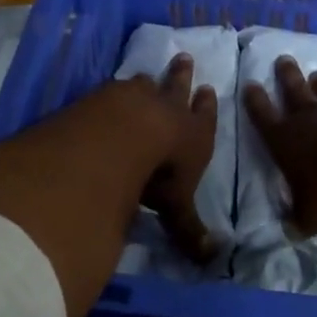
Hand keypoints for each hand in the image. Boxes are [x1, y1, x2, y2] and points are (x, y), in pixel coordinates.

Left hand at [118, 53, 219, 262]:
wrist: (120, 138)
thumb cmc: (158, 174)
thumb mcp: (176, 207)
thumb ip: (190, 230)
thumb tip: (211, 259)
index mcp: (193, 134)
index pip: (205, 117)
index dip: (207, 106)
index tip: (209, 89)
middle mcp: (167, 110)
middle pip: (177, 88)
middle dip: (182, 75)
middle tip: (184, 58)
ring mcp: (135, 98)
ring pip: (145, 84)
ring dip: (148, 80)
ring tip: (146, 74)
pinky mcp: (105, 95)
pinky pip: (114, 88)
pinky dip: (114, 89)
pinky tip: (108, 89)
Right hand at [242, 56, 316, 238]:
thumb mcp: (312, 216)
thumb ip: (297, 222)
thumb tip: (284, 231)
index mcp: (285, 140)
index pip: (263, 116)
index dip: (254, 101)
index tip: (250, 84)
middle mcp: (307, 119)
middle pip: (293, 91)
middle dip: (286, 76)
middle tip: (282, 59)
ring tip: (316, 73)